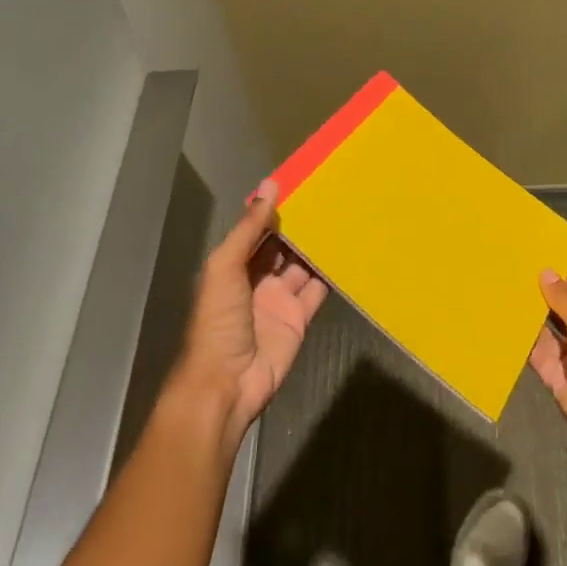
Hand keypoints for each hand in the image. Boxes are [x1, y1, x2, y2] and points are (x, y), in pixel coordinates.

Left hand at [175, 182, 327, 444]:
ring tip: (343, 216)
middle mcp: (256, 279)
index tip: (300, 182)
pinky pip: (317, 291)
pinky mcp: (299, 319)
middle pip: (282, 246)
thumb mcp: (225, 267)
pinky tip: (348, 253)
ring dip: (317, 246)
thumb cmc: (218, 321)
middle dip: (299, 225)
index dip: (274, 208)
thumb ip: (249, 229)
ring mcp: (279, 299)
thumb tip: (270, 185)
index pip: (257, 230)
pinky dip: (331, 274)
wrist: (226, 383)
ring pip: (302, 265)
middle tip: (329, 194)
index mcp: (233, 265)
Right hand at [528, 271, 566, 473]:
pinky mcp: (559, 380)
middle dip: (545, 302)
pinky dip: (527, 346)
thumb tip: (546, 273)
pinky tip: (508, 328)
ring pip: (551, 337)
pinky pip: (541, 358)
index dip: (564, 283)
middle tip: (516, 283)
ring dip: (534, 323)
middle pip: (566, 315)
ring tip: (507, 300)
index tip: (537, 269)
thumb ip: (564, 299)